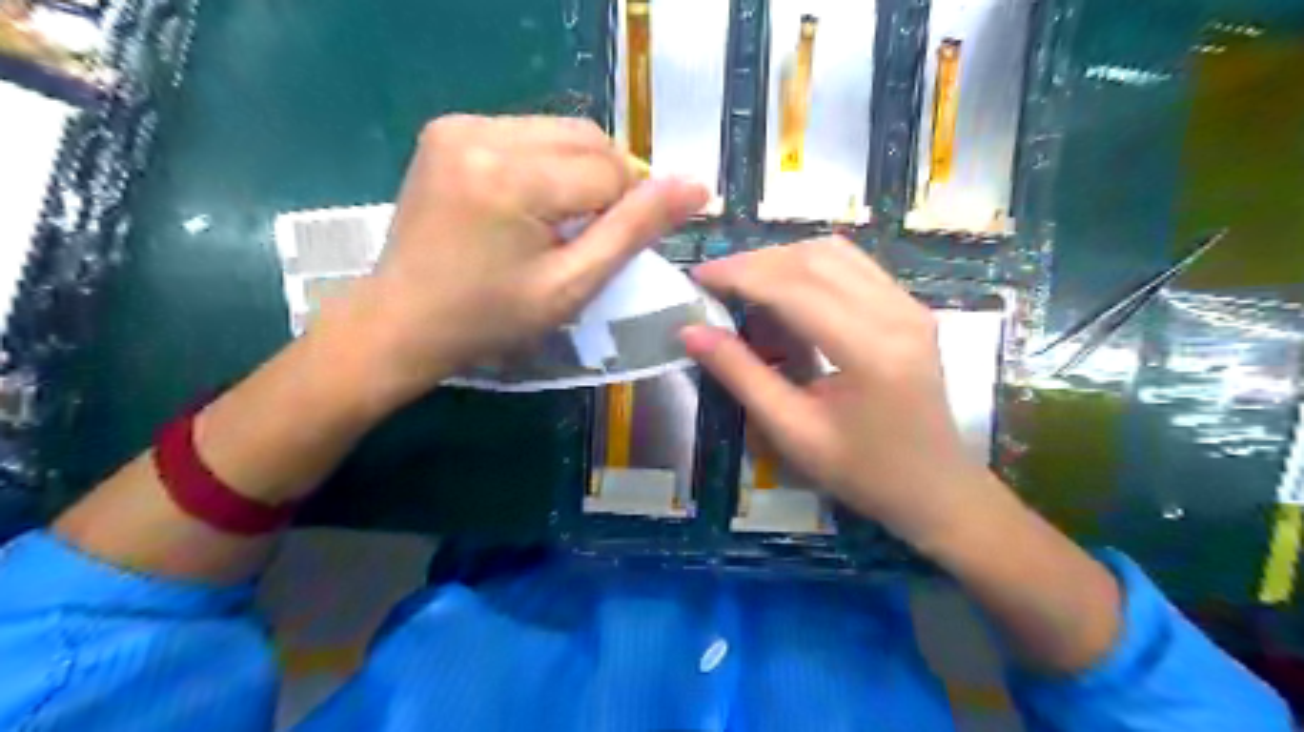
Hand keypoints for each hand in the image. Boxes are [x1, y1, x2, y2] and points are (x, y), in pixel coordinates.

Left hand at [326, 114, 710, 410]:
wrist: (403, 321)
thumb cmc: (491, 319)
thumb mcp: (572, 285)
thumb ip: (634, 230)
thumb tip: (696, 186)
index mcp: (512, 178)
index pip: (609, 170)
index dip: (623, 209)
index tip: (602, 249)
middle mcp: (481, 133)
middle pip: (587, 138)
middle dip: (605, 183)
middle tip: (587, 234)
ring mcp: (459, 125)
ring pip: (560, 131)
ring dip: (578, 171)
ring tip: (557, 221)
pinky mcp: (448, 129)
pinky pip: (527, 133)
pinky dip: (546, 164)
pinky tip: (529, 203)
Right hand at [684, 239, 987, 545]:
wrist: (937, 489)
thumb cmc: (863, 474)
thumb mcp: (793, 432)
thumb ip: (741, 375)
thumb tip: (691, 332)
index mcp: (870, 350)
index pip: (793, 288)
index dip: (739, 275)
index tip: (697, 277)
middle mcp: (896, 313)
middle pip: (813, 259)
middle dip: (755, 263)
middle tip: (713, 283)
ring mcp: (909, 305)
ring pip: (833, 253)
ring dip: (781, 260)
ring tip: (743, 286)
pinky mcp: (909, 307)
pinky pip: (852, 266)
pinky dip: (809, 268)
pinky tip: (785, 292)